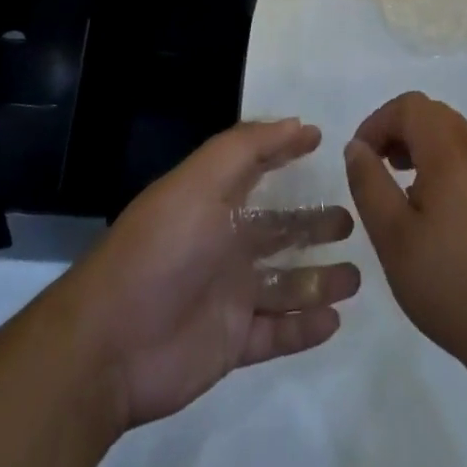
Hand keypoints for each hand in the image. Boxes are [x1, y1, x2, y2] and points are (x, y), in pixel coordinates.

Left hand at [53, 118, 359, 430]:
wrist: (111, 343)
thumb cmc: (162, 249)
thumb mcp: (200, 181)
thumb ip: (247, 147)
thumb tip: (297, 123)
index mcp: (214, 201)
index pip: (256, 168)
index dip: (285, 151)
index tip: (321, 141)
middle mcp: (224, 243)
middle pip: (279, 230)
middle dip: (313, 224)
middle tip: (351, 221)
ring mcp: (229, 295)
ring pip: (286, 283)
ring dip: (319, 279)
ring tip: (356, 277)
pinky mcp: (232, 343)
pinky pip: (278, 333)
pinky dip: (305, 327)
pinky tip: (334, 320)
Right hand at [345, 92, 466, 371]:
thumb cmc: (453, 285)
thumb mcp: (394, 238)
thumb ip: (369, 184)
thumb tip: (356, 146)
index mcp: (450, 154)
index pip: (410, 106)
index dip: (378, 121)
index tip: (360, 157)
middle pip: (433, 114)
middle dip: (398, 130)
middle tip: (377, 167)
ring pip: (452, 136)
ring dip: (420, 147)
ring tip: (400, 189)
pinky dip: (441, 166)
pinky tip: (432, 213)